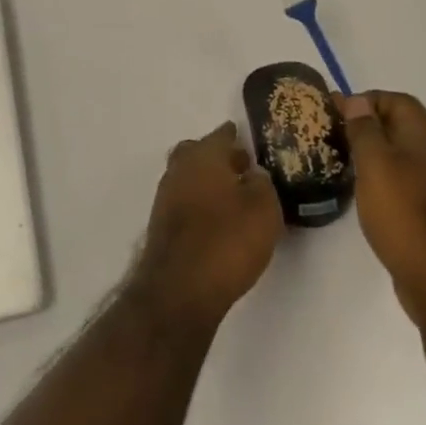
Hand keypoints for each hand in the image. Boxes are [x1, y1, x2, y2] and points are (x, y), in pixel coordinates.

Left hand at [133, 122, 283, 329]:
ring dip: (206, 182)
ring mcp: (165, 198)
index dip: (234, 136)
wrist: (180, 290)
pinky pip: (184, 203)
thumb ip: (262, 184)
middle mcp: (179, 170)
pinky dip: (199, 204)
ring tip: (233, 198)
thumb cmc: (227, 240)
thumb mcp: (264, 209)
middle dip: (216, 157)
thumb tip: (252, 176)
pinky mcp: (161, 227)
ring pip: (188, 178)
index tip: (245, 139)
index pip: (221, 135)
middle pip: (196, 153)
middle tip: (239, 168)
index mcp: (203, 156)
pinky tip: (216, 221)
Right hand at [337, 92, 425, 327]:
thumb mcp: (376, 165)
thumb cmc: (403, 213)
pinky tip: (359, 188)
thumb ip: (365, 129)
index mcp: (424, 137)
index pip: (397, 101)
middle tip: (333, 134)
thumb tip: (356, 100)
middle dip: (366, 123)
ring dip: (371, 149)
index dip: (367, 100)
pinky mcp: (425, 207)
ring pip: (398, 151)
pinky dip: (379, 174)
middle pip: (398, 124)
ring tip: (340, 158)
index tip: (337, 112)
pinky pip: (400, 176)